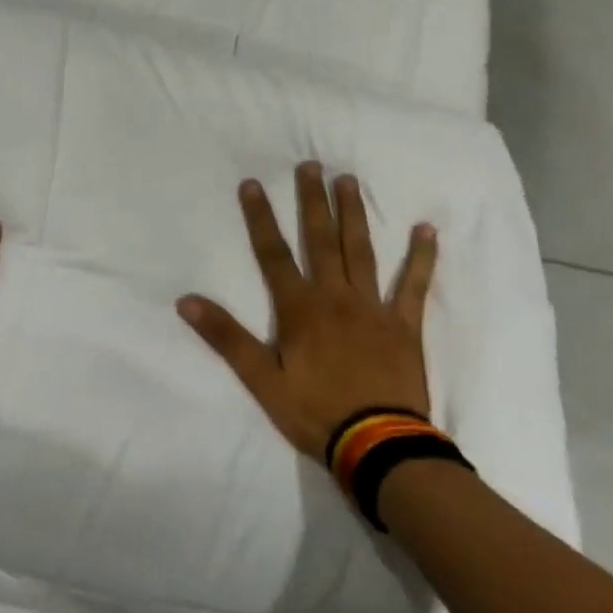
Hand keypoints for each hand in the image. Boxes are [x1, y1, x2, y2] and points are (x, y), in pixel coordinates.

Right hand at [178, 162, 436, 458]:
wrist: (380, 447)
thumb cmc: (315, 412)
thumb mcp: (261, 379)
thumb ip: (226, 337)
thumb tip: (186, 301)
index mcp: (299, 309)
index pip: (273, 254)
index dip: (260, 218)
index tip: (252, 183)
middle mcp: (335, 296)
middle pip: (320, 240)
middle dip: (312, 201)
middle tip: (311, 165)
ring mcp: (373, 308)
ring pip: (361, 251)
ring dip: (354, 214)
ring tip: (349, 181)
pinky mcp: (404, 325)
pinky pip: (414, 285)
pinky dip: (421, 258)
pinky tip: (426, 230)